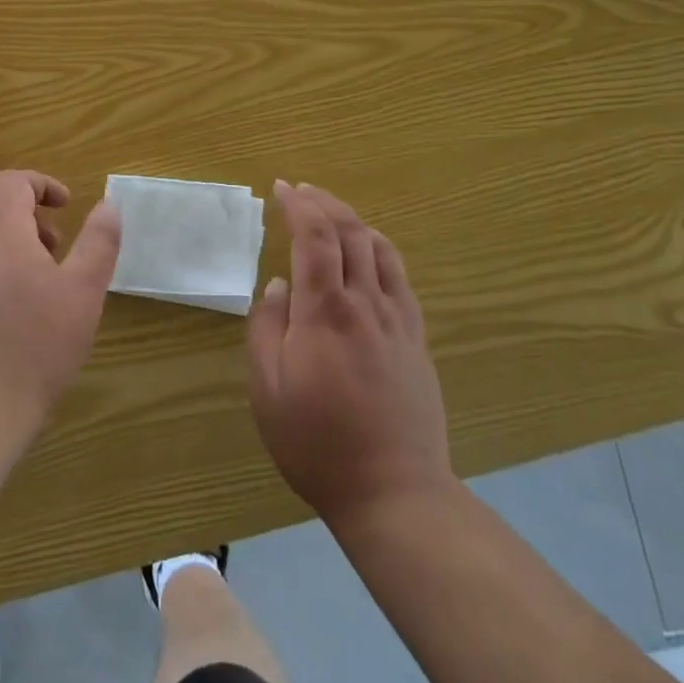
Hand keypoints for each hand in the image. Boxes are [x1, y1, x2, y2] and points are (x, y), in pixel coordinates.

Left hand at [0, 170, 120, 433]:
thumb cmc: (36, 348)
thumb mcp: (83, 292)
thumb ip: (98, 241)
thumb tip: (108, 204)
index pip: (12, 181)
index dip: (42, 185)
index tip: (66, 206)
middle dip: (25, 214)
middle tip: (54, 246)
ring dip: (5, 245)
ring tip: (34, 285)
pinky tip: (3, 317)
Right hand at [248, 181, 452, 527]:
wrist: (394, 493)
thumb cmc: (317, 443)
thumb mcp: (268, 390)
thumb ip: (267, 327)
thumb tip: (280, 285)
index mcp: (325, 312)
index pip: (315, 236)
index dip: (299, 204)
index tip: (281, 189)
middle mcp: (365, 303)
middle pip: (351, 231)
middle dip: (324, 201)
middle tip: (301, 191)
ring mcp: (396, 319)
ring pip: (379, 247)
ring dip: (352, 219)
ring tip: (330, 213)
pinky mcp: (415, 337)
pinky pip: (400, 276)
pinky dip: (380, 248)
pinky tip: (369, 251)